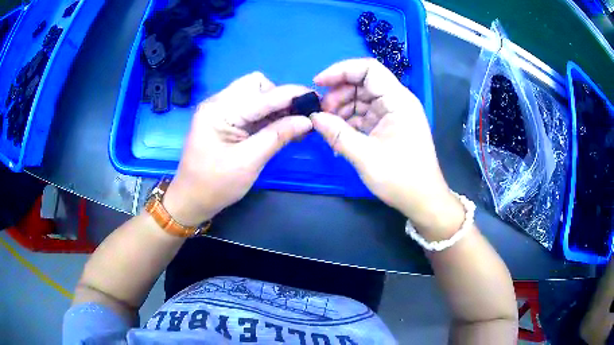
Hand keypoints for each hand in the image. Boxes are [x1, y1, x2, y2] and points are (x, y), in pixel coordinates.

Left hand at [163, 72, 312, 225]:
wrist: (191, 199)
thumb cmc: (216, 185)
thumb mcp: (249, 162)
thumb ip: (278, 136)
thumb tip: (307, 121)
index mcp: (219, 111)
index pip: (263, 95)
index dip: (292, 95)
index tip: (316, 98)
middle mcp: (218, 103)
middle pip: (257, 85)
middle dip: (279, 98)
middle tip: (296, 119)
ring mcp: (219, 109)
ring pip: (255, 94)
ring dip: (275, 106)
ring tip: (292, 125)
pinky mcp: (223, 118)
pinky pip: (249, 107)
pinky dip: (266, 114)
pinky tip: (279, 127)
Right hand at [311, 58, 462, 237]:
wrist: (423, 200)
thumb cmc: (401, 178)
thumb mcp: (366, 157)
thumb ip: (338, 134)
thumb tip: (313, 118)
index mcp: (398, 101)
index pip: (368, 69)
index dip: (341, 70)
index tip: (318, 83)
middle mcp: (397, 101)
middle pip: (362, 83)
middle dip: (338, 94)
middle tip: (321, 114)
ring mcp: (393, 114)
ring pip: (361, 99)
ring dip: (341, 109)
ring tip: (327, 128)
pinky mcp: (389, 126)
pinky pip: (365, 115)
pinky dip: (349, 122)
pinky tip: (338, 136)